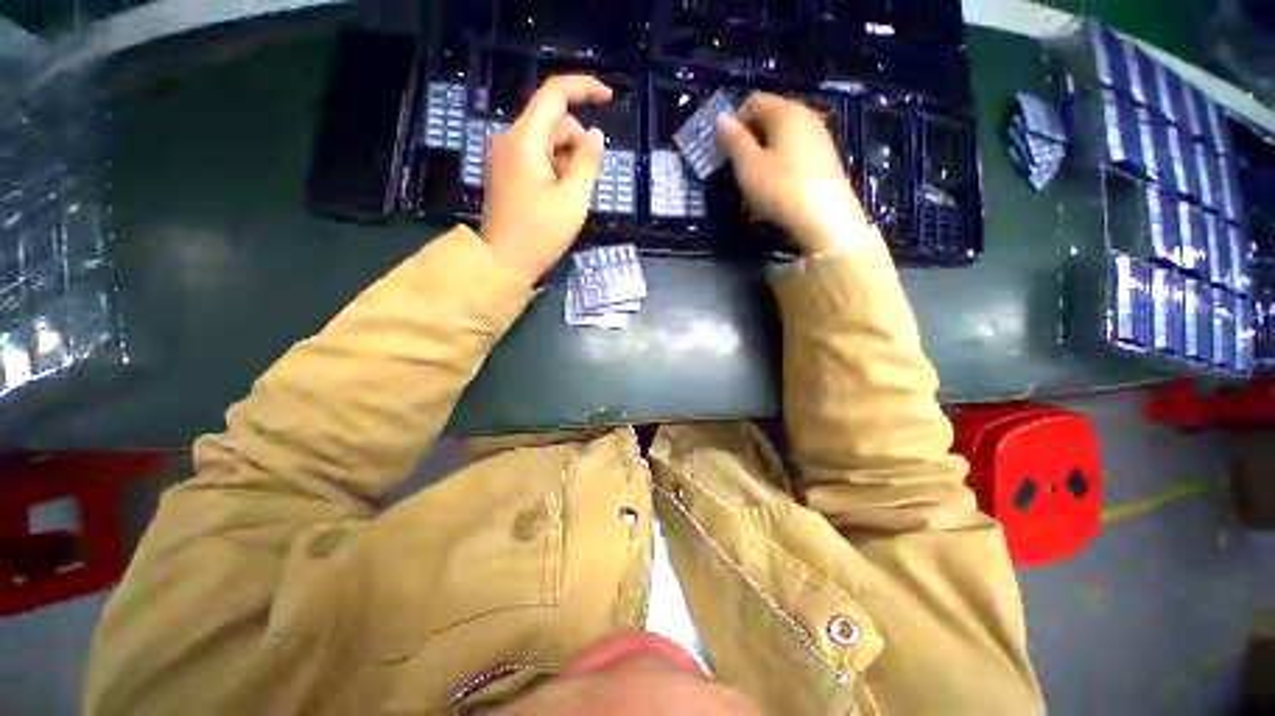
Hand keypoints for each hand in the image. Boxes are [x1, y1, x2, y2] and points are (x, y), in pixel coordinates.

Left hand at [479, 75, 611, 284]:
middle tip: (591, 179)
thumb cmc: (540, 234)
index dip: (584, 88)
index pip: (554, 93)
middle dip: (577, 141)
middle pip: (552, 121)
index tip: (609, 98)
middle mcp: (510, 140)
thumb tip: (596, 135)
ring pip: (545, 141)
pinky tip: (560, 196)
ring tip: (574, 194)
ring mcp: (504, 157)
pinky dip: (554, 167)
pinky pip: (535, 157)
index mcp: (525, 140)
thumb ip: (588, 163)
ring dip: (567, 158)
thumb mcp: (573, 199)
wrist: (502, 263)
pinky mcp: (505, 173)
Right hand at [715, 92, 872, 253]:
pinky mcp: (826, 161)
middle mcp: (806, 117)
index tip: (725, 152)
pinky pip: (794, 158)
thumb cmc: (781, 189)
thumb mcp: (748, 166)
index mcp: (786, 111)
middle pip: (769, 121)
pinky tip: (774, 197)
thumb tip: (721, 119)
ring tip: (754, 192)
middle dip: (749, 145)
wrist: (826, 220)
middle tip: (738, 174)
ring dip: (762, 162)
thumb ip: (733, 140)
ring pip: (781, 143)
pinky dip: (779, 172)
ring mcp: (819, 139)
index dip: (735, 124)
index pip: (753, 102)